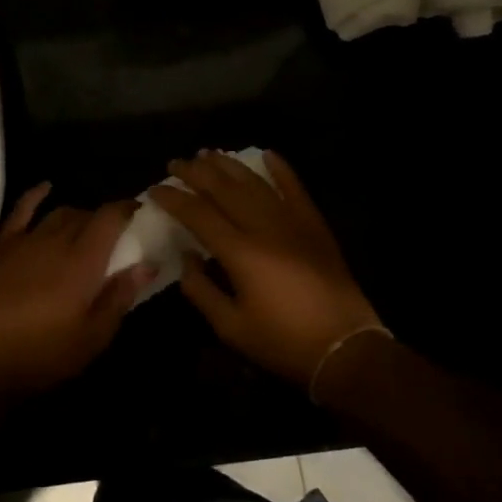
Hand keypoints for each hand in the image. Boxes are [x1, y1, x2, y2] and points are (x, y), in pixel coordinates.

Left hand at [0, 184, 154, 397]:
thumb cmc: (46, 352)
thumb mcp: (94, 335)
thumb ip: (121, 295)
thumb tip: (147, 264)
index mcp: (84, 260)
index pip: (110, 218)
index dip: (126, 209)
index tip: (138, 211)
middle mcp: (57, 240)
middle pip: (86, 215)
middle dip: (103, 219)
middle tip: (113, 237)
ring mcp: (27, 240)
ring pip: (59, 213)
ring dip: (77, 215)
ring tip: (85, 228)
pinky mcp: (3, 246)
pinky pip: (21, 210)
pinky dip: (36, 195)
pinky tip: (46, 187)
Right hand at [148, 150, 381, 388]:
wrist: (346, 348)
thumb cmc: (283, 342)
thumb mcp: (231, 328)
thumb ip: (201, 290)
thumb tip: (186, 257)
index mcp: (240, 253)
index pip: (198, 214)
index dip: (173, 199)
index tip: (155, 189)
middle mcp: (264, 228)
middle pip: (223, 189)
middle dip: (196, 173)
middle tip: (176, 163)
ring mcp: (292, 222)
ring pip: (255, 183)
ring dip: (229, 165)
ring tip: (208, 154)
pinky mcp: (314, 225)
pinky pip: (295, 188)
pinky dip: (281, 169)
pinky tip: (267, 154)